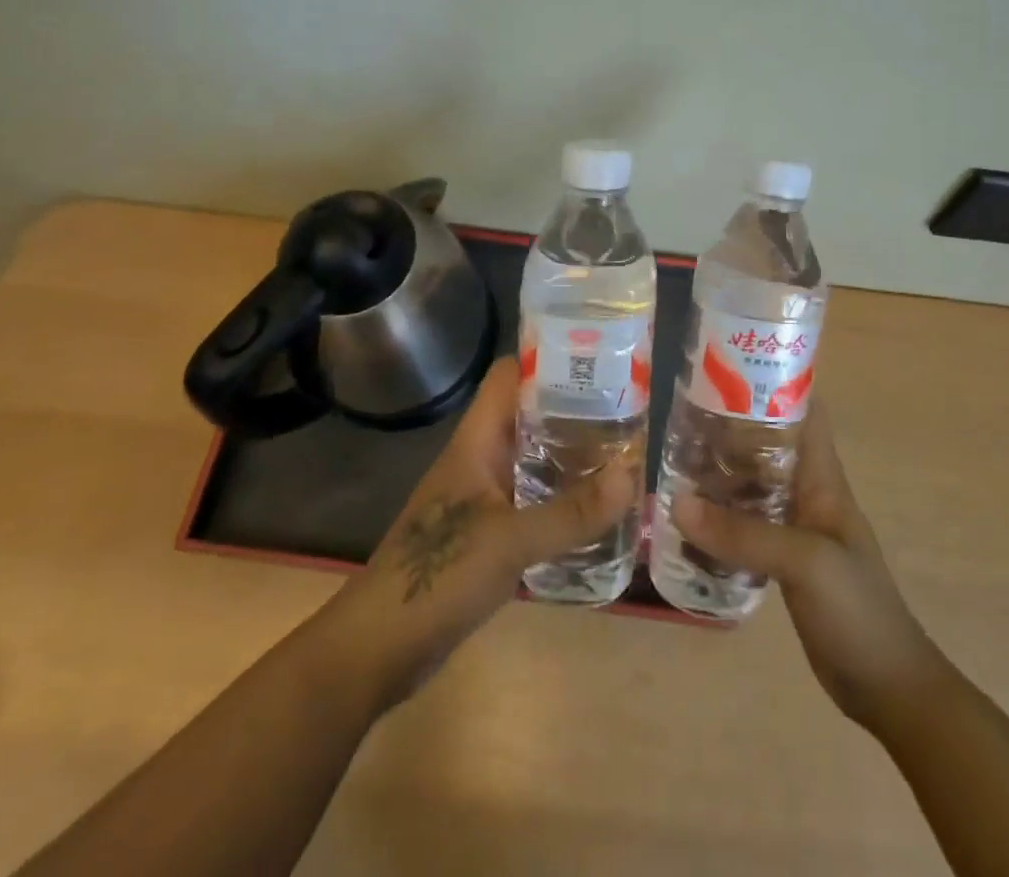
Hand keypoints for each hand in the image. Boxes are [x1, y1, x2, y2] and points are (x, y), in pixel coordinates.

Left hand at [323, 356, 638, 710]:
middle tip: (628, 414)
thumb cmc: (437, 575)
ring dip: (571, 459)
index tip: (598, 361)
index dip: (548, 360)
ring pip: (532, 461)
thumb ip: (571, 512)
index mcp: (476, 441)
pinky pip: (531, 501)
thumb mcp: (510, 541)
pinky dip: (561, 500)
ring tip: (622, 457)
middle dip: (574, 412)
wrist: (377, 648)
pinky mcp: (486, 535)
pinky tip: (595, 512)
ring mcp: (482, 498)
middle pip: (529, 416)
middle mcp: (480, 459)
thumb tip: (631, 476)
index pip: (510, 376)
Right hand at [673, 400, 939, 731]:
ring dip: (720, 471)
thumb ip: (743, 533)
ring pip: (753, 484)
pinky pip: (746, 525)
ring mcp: (796, 527)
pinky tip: (687, 518)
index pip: (805, 411)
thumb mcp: (804, 562)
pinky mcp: (783, 560)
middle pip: (768, 444)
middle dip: (730, 425)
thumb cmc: (857, 610)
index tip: (730, 364)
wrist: (887, 687)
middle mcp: (808, 493)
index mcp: (823, 478)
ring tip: (673, 457)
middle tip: (683, 412)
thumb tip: (676, 501)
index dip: (775, 380)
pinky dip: (719, 516)